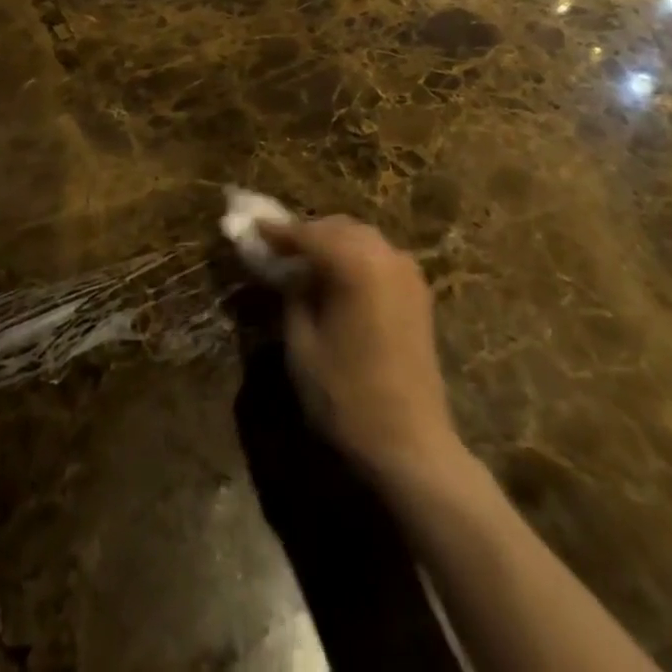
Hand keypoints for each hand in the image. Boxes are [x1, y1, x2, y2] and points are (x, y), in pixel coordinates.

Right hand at [258, 216, 457, 480]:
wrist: (411, 444)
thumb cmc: (347, 396)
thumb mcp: (302, 345)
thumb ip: (292, 296)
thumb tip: (287, 273)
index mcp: (355, 263)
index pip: (308, 235)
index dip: (277, 232)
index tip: (253, 227)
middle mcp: (385, 255)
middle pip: (337, 228)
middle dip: (307, 234)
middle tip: (278, 248)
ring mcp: (407, 272)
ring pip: (361, 238)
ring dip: (332, 243)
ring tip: (305, 264)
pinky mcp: (418, 293)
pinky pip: (379, 257)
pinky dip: (355, 257)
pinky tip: (338, 279)